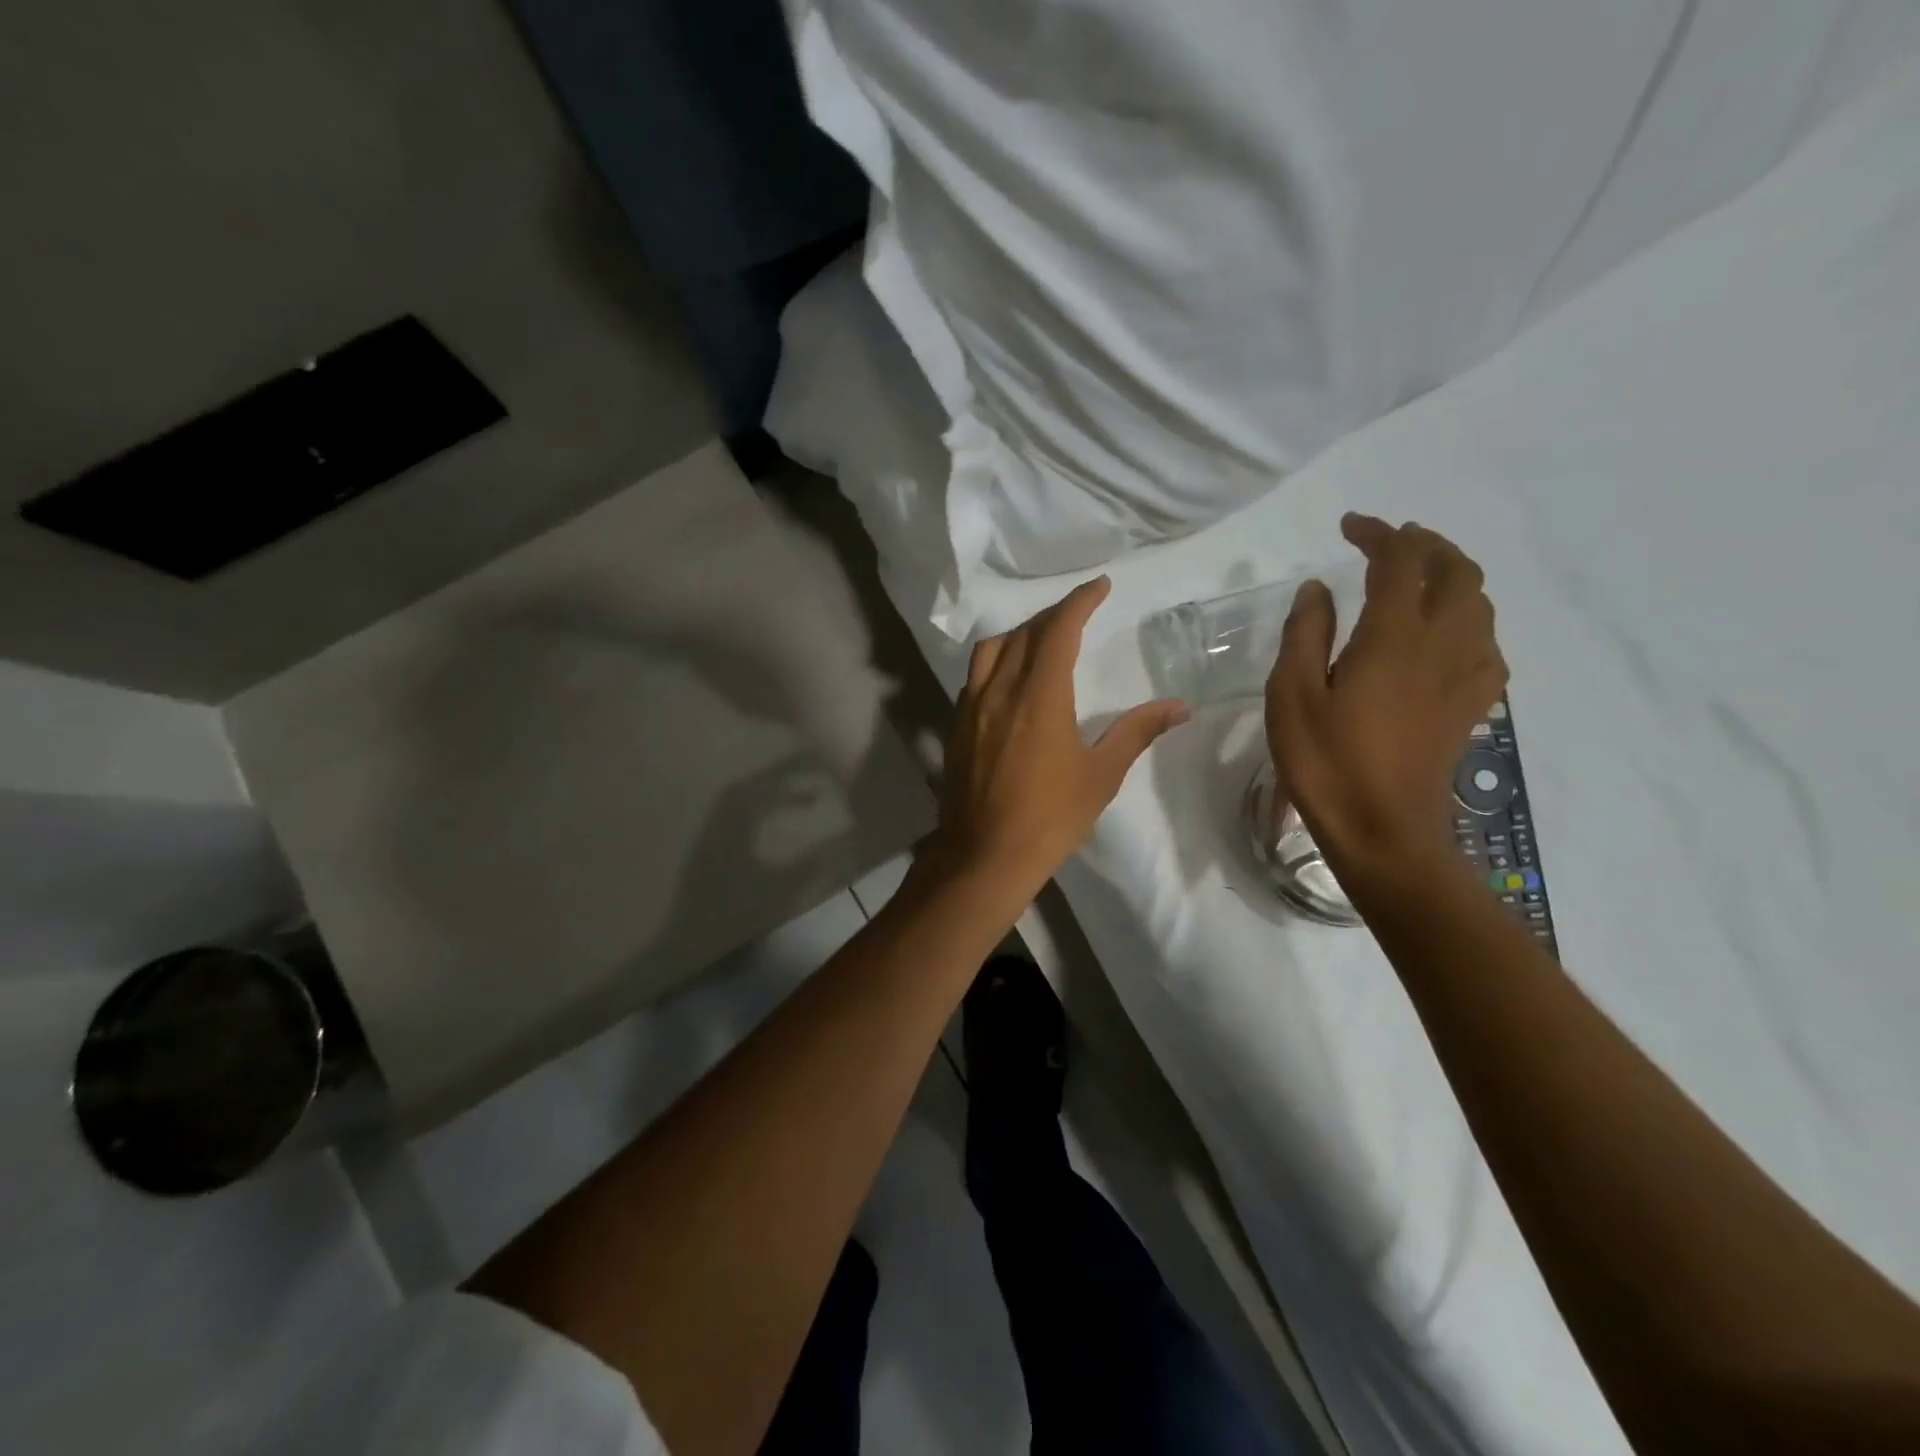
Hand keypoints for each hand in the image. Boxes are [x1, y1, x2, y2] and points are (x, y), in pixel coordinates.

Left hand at [931, 577, 1189, 898]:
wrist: (985, 854)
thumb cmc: (1050, 817)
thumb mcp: (1101, 775)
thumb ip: (1137, 732)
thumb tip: (1179, 706)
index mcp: (1039, 696)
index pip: (1059, 629)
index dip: (1080, 601)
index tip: (1099, 586)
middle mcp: (1000, 690)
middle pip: (1024, 633)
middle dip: (1053, 615)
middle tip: (1079, 612)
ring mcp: (971, 707)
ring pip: (992, 650)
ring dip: (1019, 634)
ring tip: (1041, 640)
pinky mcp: (955, 726)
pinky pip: (975, 676)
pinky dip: (996, 662)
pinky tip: (1009, 680)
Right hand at [1265, 515, 1506, 880]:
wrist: (1384, 831)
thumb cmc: (1326, 764)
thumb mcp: (1291, 697)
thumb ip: (1304, 636)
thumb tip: (1317, 589)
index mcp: (1393, 638)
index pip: (1400, 562)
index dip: (1379, 534)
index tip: (1349, 527)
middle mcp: (1441, 645)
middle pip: (1457, 572)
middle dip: (1426, 545)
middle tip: (1390, 543)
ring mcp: (1465, 676)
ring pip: (1480, 604)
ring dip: (1453, 576)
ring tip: (1417, 579)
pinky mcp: (1472, 706)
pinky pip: (1487, 644)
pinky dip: (1469, 620)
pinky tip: (1446, 636)